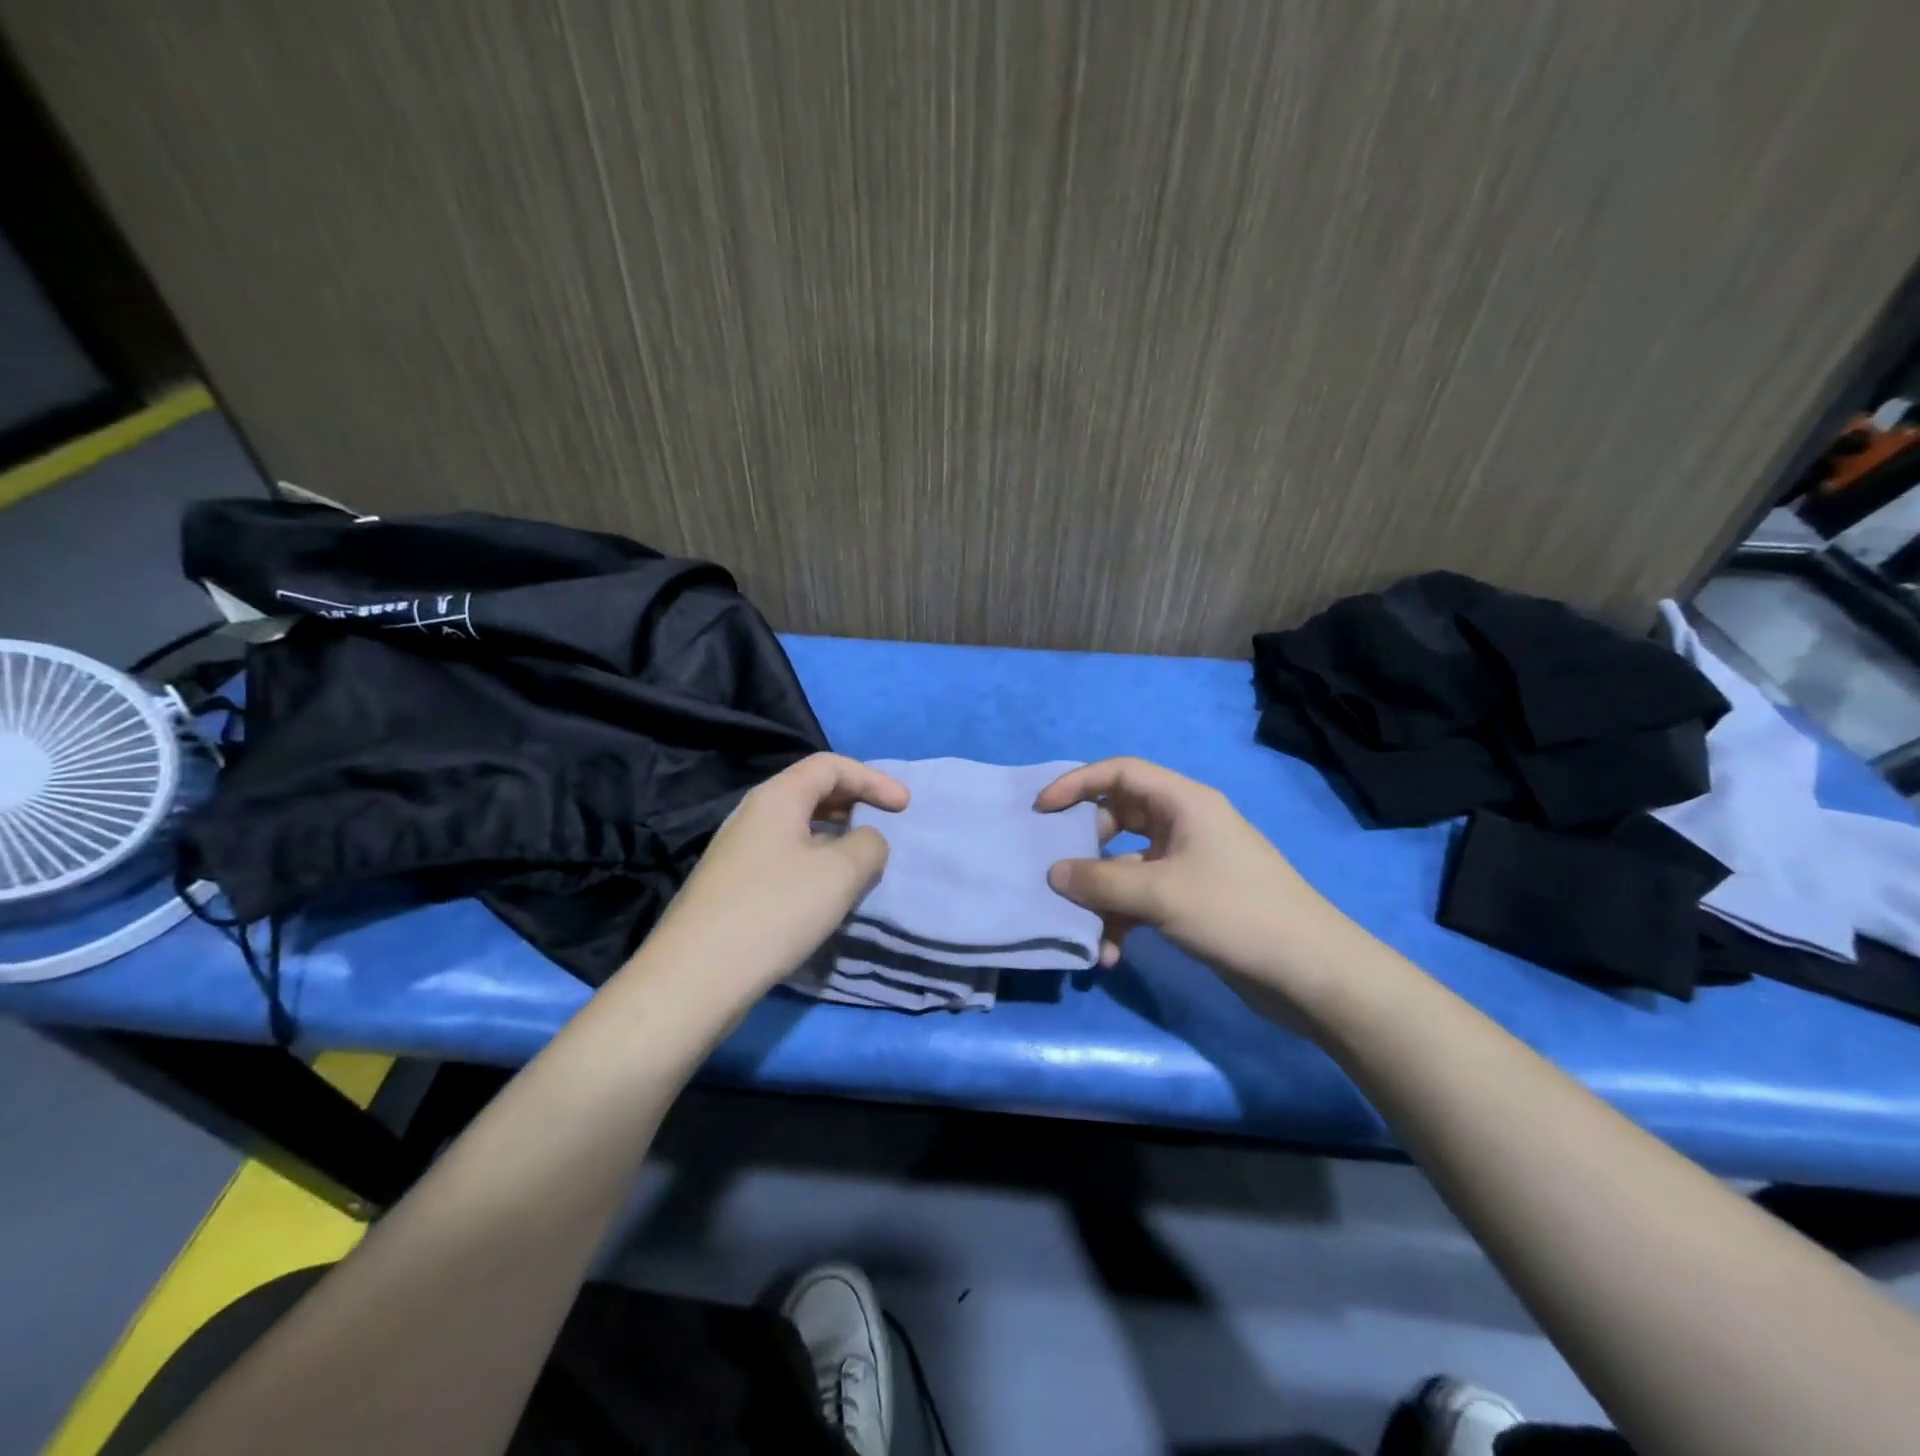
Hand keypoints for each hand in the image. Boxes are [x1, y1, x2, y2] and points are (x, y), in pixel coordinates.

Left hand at [636, 754, 908, 993]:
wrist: (696, 977)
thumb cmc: (775, 911)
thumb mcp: (840, 874)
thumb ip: (869, 845)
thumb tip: (866, 842)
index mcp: (777, 797)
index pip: (830, 766)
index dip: (872, 779)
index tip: (904, 807)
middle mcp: (753, 814)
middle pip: (812, 791)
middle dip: (855, 803)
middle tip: (885, 826)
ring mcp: (738, 850)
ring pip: (798, 827)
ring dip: (836, 836)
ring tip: (863, 862)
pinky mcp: (733, 885)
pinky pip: (785, 856)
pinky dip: (816, 861)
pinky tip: (827, 893)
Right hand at [1036, 757, 1352, 985]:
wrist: (1310, 971)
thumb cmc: (1236, 912)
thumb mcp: (1160, 894)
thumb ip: (1100, 881)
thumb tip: (1054, 873)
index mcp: (1184, 803)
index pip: (1121, 772)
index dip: (1078, 783)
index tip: (1043, 809)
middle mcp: (1184, 825)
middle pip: (1119, 818)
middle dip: (1086, 847)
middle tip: (1060, 870)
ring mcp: (1188, 863)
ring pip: (1127, 865)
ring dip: (1103, 896)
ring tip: (1085, 930)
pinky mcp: (1192, 899)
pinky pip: (1143, 897)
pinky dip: (1123, 919)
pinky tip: (1110, 954)